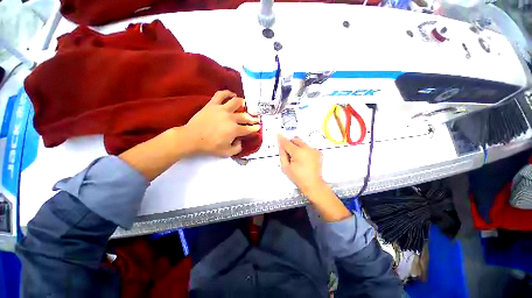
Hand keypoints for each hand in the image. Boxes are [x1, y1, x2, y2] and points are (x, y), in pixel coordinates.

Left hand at [185, 90, 260, 156]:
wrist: (192, 138)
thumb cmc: (209, 146)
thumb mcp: (226, 153)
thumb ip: (237, 148)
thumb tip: (240, 141)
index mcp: (234, 130)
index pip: (248, 129)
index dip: (254, 128)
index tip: (258, 127)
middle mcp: (231, 118)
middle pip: (245, 116)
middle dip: (252, 118)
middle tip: (255, 119)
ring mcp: (222, 109)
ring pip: (236, 102)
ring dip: (242, 103)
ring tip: (244, 104)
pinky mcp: (212, 104)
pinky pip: (221, 95)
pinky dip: (228, 93)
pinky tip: (232, 94)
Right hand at [277, 134, 325, 195]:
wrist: (313, 184)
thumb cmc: (298, 177)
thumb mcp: (286, 167)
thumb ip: (282, 154)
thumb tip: (281, 146)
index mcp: (298, 153)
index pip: (287, 143)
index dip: (281, 138)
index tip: (277, 133)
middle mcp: (308, 149)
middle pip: (295, 139)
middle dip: (290, 144)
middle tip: (289, 154)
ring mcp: (314, 150)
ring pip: (302, 142)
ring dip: (297, 147)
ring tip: (297, 158)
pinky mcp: (317, 152)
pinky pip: (307, 147)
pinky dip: (304, 150)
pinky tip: (304, 159)